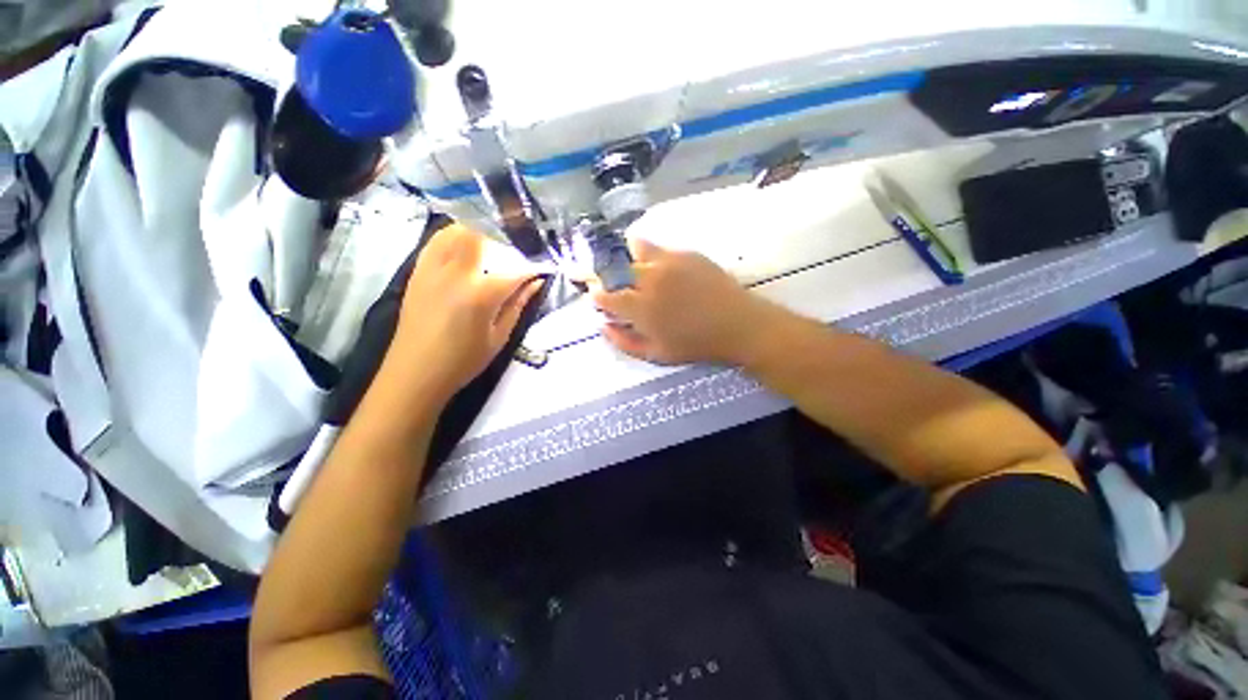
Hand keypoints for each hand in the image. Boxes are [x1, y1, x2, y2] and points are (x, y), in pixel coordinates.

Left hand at [386, 224, 542, 401]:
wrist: (415, 372)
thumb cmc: (463, 361)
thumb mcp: (499, 337)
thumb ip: (518, 305)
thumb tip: (536, 282)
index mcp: (481, 294)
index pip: (514, 271)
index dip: (533, 267)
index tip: (543, 267)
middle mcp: (456, 273)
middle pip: (482, 235)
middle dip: (504, 235)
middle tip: (518, 244)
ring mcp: (433, 269)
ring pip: (455, 231)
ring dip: (477, 229)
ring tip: (493, 239)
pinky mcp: (417, 271)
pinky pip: (436, 241)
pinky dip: (453, 236)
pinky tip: (465, 244)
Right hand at [592, 239, 781, 365]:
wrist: (738, 324)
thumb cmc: (695, 344)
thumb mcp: (656, 354)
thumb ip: (624, 341)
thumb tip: (603, 326)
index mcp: (640, 307)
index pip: (604, 295)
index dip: (596, 295)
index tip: (597, 297)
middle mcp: (649, 278)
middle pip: (615, 267)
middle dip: (606, 274)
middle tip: (612, 282)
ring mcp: (669, 261)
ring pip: (635, 246)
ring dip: (627, 256)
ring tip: (633, 267)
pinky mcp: (686, 252)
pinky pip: (660, 248)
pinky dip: (651, 256)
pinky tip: (661, 269)